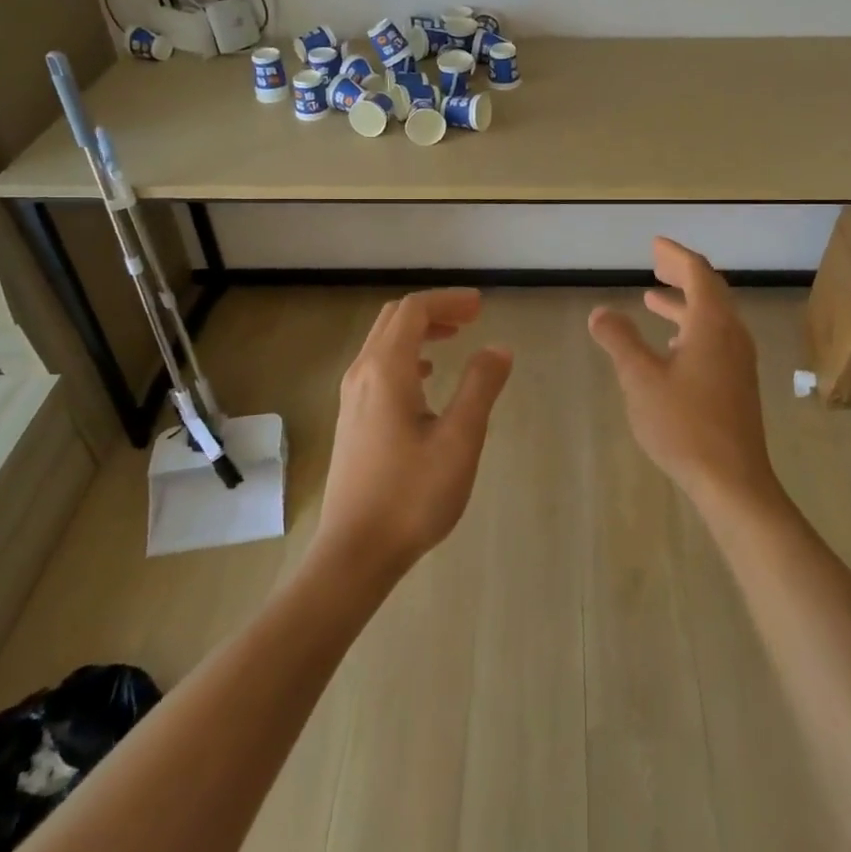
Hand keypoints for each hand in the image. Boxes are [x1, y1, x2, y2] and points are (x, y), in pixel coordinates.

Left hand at [316, 289, 513, 584]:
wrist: (356, 551)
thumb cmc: (412, 494)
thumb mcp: (460, 439)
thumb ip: (480, 387)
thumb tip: (498, 348)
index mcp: (386, 370)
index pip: (414, 310)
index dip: (448, 300)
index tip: (481, 306)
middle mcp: (362, 373)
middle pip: (394, 319)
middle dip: (434, 309)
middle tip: (471, 317)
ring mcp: (352, 397)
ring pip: (383, 342)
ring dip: (419, 331)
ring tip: (454, 339)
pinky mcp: (352, 419)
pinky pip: (378, 367)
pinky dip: (406, 355)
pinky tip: (426, 378)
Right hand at [587, 238, 783, 516]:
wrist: (732, 479)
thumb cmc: (684, 424)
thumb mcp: (641, 379)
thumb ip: (619, 341)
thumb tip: (600, 312)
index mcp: (712, 324)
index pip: (697, 272)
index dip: (675, 255)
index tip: (654, 244)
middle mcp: (731, 334)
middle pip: (709, 290)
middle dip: (681, 274)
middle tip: (655, 263)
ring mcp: (738, 360)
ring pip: (712, 317)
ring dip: (683, 304)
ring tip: (652, 300)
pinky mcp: (737, 383)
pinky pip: (715, 338)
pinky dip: (691, 328)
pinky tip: (671, 346)